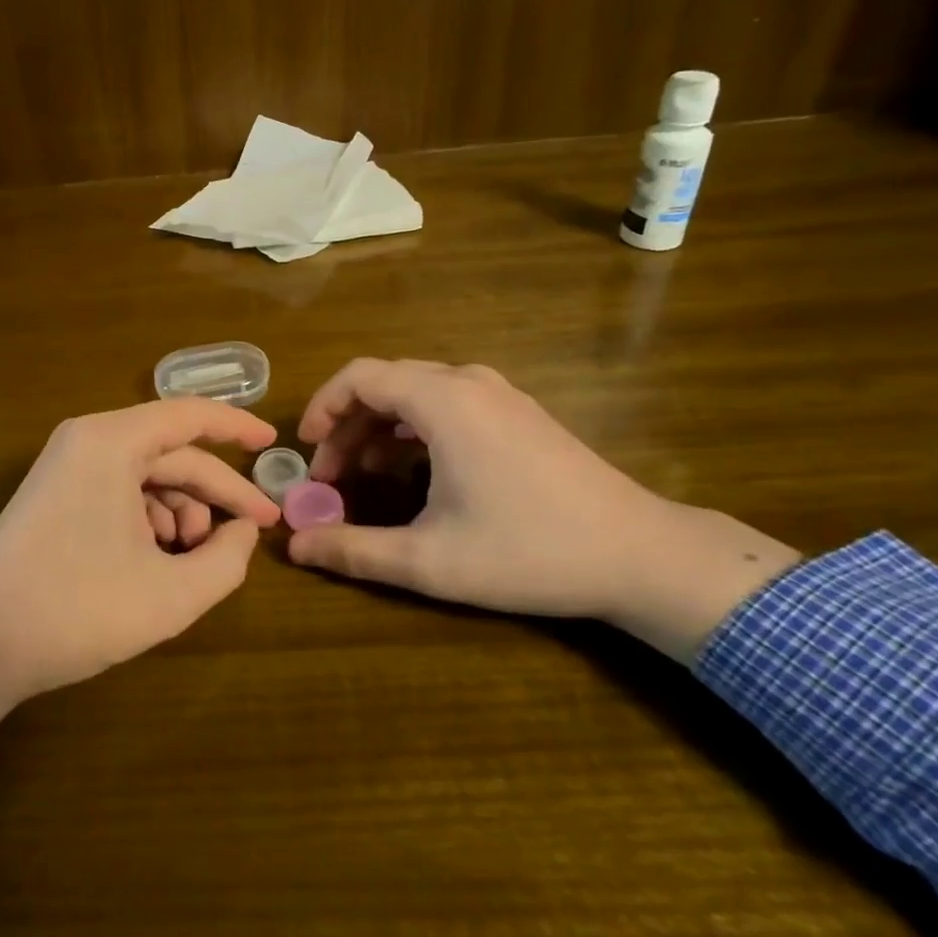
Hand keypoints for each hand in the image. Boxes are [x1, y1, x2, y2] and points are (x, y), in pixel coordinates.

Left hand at [0, 399, 280, 741]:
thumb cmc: (79, 610)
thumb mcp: (172, 593)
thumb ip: (226, 558)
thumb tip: (242, 530)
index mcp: (110, 442)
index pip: (189, 415)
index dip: (237, 427)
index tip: (274, 442)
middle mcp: (86, 441)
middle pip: (170, 453)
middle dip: (215, 491)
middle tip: (256, 527)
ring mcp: (65, 466)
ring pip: (145, 476)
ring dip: (181, 511)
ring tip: (194, 558)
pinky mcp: (55, 494)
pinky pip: (118, 490)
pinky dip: (149, 519)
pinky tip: (157, 560)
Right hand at [288, 359, 799, 660]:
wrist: (642, 555)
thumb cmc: (529, 552)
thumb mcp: (430, 560)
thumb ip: (354, 550)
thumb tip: (295, 547)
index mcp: (443, 401)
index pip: (359, 376)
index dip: (322, 406)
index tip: (305, 449)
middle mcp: (468, 382)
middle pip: (385, 382)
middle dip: (347, 424)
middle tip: (330, 474)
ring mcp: (500, 394)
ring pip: (416, 391)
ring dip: (379, 425)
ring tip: (363, 472)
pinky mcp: (519, 413)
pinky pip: (448, 402)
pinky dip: (414, 426)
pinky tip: (413, 468)